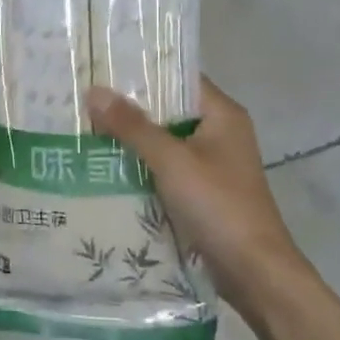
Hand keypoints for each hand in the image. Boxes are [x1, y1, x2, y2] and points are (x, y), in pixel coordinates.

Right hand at [87, 78, 314, 315]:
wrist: (254, 272)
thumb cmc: (218, 205)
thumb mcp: (171, 161)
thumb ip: (133, 126)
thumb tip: (94, 91)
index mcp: (222, 114)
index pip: (179, 78)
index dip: (143, 72)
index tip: (102, 67)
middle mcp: (220, 133)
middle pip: (169, 110)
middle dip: (130, 108)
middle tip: (85, 99)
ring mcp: (212, 164)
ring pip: (165, 142)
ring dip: (133, 140)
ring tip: (86, 128)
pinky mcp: (203, 192)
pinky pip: (166, 169)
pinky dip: (141, 167)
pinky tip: (107, 167)